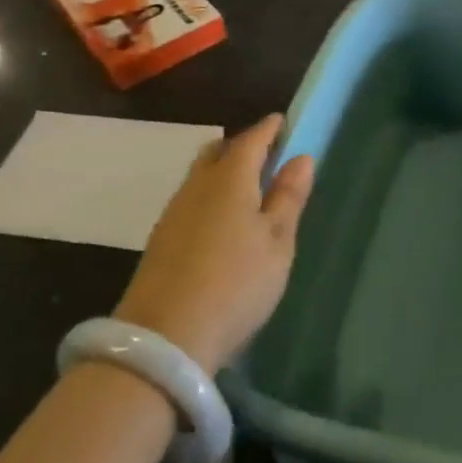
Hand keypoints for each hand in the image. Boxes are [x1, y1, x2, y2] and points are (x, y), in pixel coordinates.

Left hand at [114, 114, 313, 374]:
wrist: (164, 339)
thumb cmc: (236, 283)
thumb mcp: (277, 243)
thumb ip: (288, 198)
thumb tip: (301, 157)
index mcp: (230, 178)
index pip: (252, 139)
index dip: (270, 129)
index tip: (284, 122)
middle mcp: (197, 186)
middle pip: (219, 151)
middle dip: (242, 146)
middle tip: (266, 156)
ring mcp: (174, 213)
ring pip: (201, 176)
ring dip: (224, 172)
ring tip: (248, 191)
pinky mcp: (160, 240)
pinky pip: (191, 200)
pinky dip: (210, 197)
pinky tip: (221, 223)